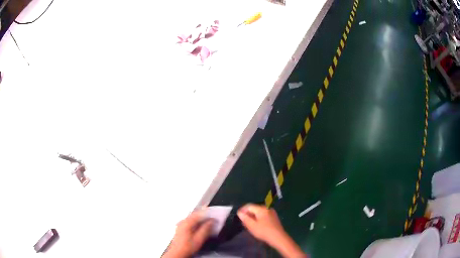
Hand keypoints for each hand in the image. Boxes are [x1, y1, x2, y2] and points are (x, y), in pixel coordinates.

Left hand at [163, 211, 213, 257]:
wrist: (178, 253)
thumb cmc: (186, 247)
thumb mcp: (199, 239)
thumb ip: (206, 229)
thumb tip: (211, 222)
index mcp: (186, 222)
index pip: (199, 214)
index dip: (208, 214)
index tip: (214, 217)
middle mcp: (182, 222)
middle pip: (195, 215)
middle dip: (204, 217)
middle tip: (212, 219)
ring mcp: (180, 224)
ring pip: (193, 218)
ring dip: (201, 220)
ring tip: (208, 223)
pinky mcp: (180, 227)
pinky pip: (190, 221)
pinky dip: (196, 223)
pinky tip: (200, 227)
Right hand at [237, 204, 306, 257]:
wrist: (278, 237)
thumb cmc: (264, 231)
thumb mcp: (252, 225)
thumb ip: (245, 218)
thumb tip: (240, 212)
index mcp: (262, 209)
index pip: (249, 206)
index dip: (242, 210)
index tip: (238, 215)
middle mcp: (267, 208)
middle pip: (255, 208)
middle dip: (248, 213)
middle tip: (243, 221)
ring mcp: (271, 212)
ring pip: (259, 212)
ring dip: (253, 216)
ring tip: (249, 223)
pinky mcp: (274, 217)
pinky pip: (263, 215)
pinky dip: (258, 218)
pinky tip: (257, 225)